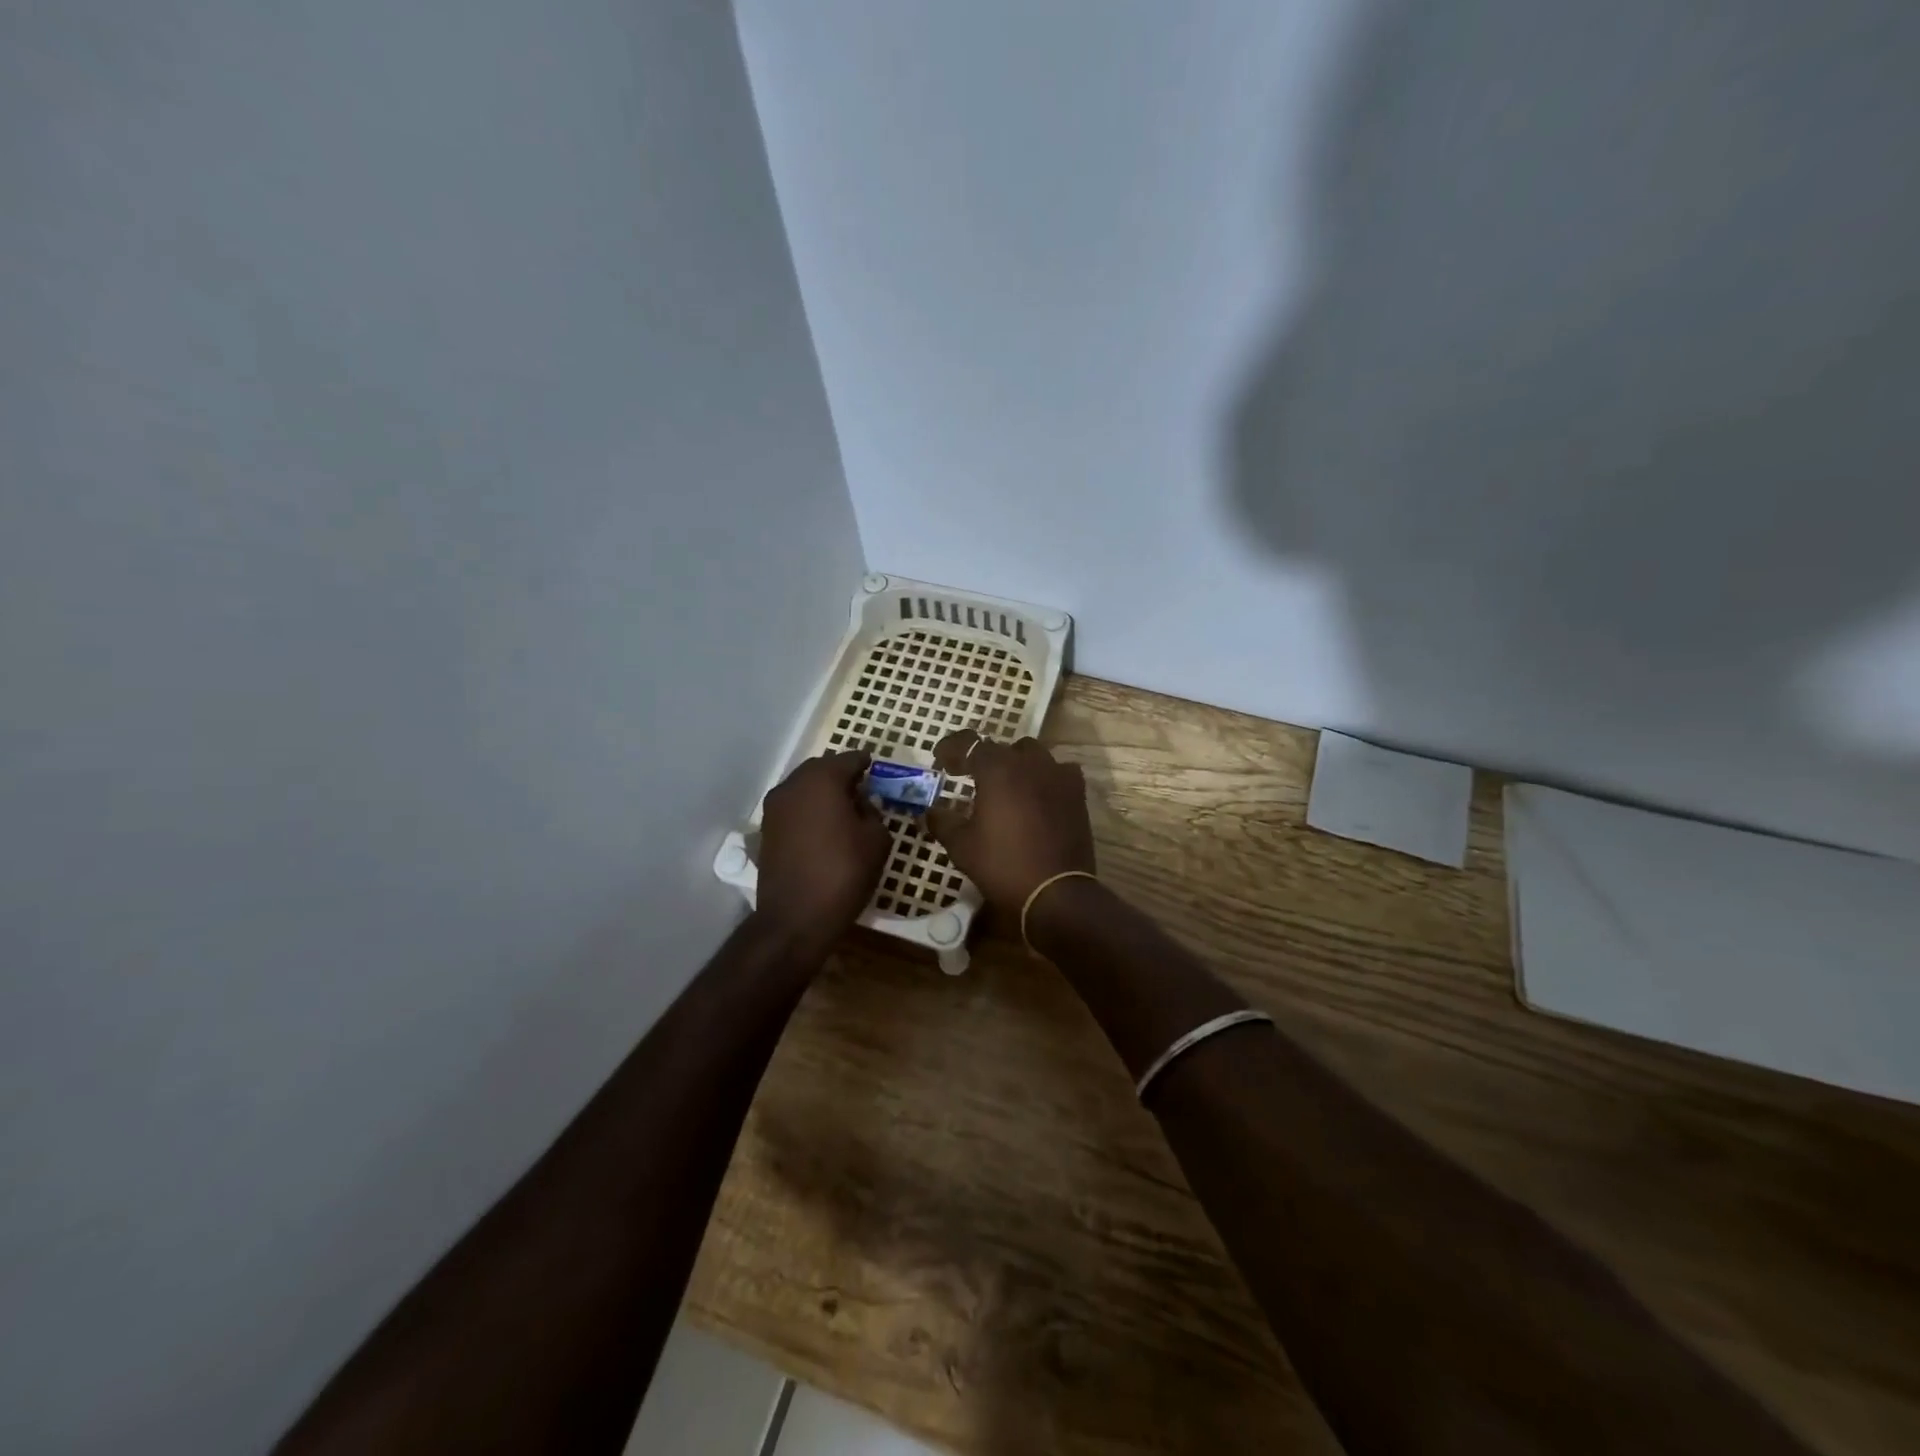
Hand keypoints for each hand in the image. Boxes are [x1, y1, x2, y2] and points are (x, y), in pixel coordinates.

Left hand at [755, 750, 890, 954]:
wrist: (795, 918)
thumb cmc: (844, 873)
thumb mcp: (876, 840)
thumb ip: (873, 813)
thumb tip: (861, 805)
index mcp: (822, 779)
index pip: (849, 759)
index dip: (866, 763)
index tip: (877, 770)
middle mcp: (793, 785)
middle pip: (822, 769)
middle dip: (842, 776)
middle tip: (863, 790)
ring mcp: (774, 808)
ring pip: (804, 788)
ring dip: (823, 793)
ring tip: (844, 811)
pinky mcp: (766, 831)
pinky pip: (794, 809)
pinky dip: (809, 811)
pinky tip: (825, 829)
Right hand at [927, 730, 1095, 915]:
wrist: (1056, 892)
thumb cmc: (1003, 865)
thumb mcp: (961, 846)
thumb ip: (943, 822)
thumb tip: (930, 812)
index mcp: (998, 769)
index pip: (970, 743)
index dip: (952, 749)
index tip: (940, 762)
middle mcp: (1029, 763)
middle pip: (1002, 748)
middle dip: (983, 759)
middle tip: (969, 777)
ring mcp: (1058, 776)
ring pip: (1033, 755)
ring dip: (1015, 764)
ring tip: (1005, 785)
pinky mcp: (1077, 794)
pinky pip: (1058, 772)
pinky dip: (1043, 777)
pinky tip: (1036, 795)